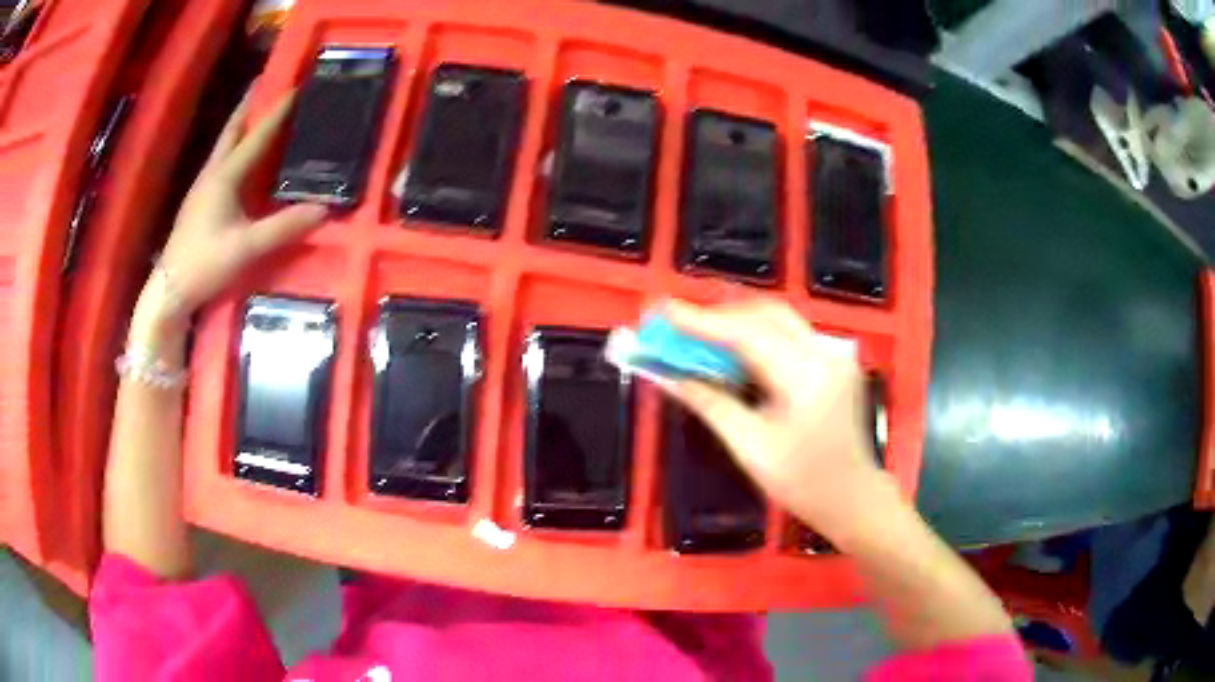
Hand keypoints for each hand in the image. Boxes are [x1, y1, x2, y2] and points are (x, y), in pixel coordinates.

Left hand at [133, 91, 325, 334]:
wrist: (169, 289)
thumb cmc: (205, 263)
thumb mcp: (247, 248)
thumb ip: (284, 228)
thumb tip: (324, 209)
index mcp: (224, 176)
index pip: (257, 136)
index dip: (278, 112)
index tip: (298, 87)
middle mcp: (212, 173)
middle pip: (232, 130)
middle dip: (248, 105)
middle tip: (264, 83)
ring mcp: (202, 187)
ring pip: (224, 146)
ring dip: (240, 125)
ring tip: (256, 112)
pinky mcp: (199, 202)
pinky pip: (220, 164)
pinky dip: (234, 149)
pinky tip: (241, 158)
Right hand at [661, 298, 882, 533]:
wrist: (853, 499)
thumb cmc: (803, 483)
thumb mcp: (751, 448)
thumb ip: (710, 404)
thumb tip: (668, 376)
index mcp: (807, 378)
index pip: (748, 334)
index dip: (702, 321)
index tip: (664, 312)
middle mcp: (825, 354)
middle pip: (765, 315)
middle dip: (719, 316)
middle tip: (678, 326)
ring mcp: (834, 355)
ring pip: (778, 320)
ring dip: (737, 323)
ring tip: (698, 335)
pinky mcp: (834, 362)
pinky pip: (789, 336)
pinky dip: (757, 337)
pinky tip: (734, 352)